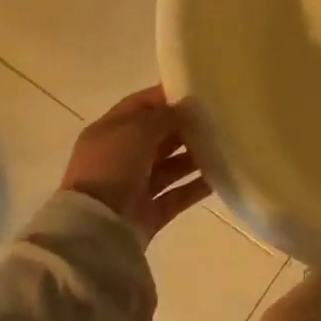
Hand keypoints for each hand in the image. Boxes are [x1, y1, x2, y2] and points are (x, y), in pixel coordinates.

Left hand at [63, 86, 210, 245]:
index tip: (198, 92)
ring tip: (224, 147)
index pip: (140, 105)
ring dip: (194, 157)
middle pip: (158, 136)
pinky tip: (220, 176)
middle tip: (217, 120)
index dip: (166, 96)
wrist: (97, 227)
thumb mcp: (136, 130)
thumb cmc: (112, 167)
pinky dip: (197, 186)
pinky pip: (178, 194)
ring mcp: (135, 187)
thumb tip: (186, 108)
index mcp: (109, 132)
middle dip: (185, 128)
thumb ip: (164, 116)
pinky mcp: (150, 212)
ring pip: (171, 166)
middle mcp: (120, 157)